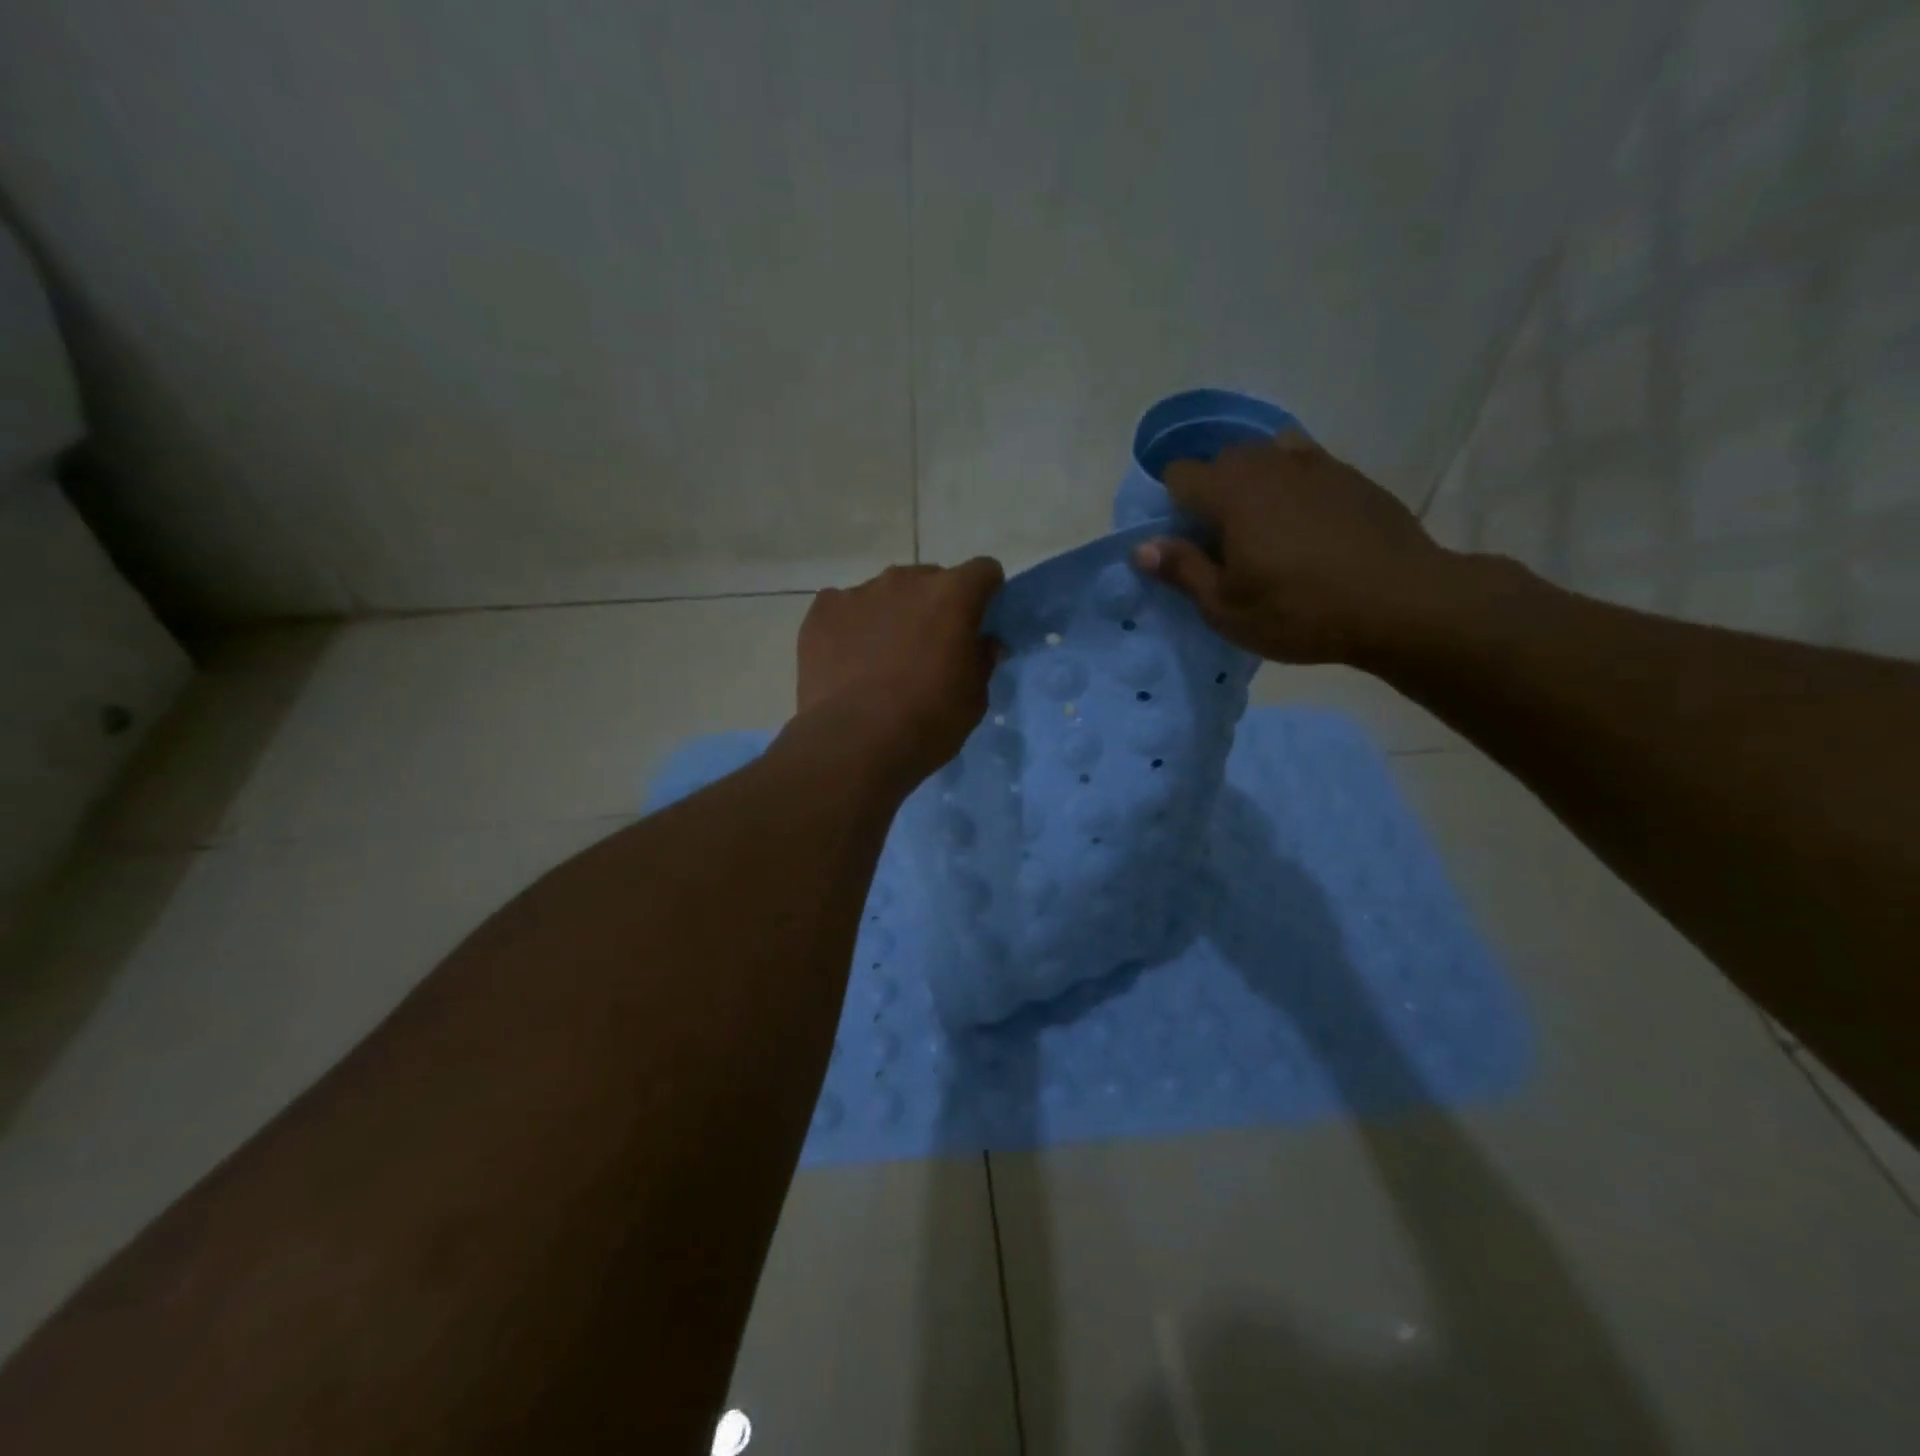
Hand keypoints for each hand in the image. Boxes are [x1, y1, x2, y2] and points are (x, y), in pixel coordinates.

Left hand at [794, 558, 1004, 785]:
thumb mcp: (974, 698)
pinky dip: (850, 627)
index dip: (985, 594)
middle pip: (930, 580)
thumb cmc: (928, 722)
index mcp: (952, 594)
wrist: (855, 743)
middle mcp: (906, 580)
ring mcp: (859, 592)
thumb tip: (983, 643)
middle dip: (934, 606)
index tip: (979, 622)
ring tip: (881, 659)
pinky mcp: (822, 611)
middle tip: (928, 648)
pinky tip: (847, 661)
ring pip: (886, 594)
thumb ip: (982, 660)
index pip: (983, 571)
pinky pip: (843, 608)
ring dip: (891, 615)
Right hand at [1133, 434, 1465, 666]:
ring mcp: (1315, 464)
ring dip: (1252, 483)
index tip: (1181, 542)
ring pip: (1266, 456)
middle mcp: (1269, 464)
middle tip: (1222, 542)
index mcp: (1230, 493)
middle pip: (1222, 460)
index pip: (1179, 474)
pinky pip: (1305, 464)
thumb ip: (1182, 570)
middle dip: (1211, 492)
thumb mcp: (1226, 608)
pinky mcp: (1350, 476)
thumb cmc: (1299, 611)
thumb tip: (1141, 546)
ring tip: (1264, 527)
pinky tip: (1305, 521)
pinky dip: (1292, 483)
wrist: (1400, 602)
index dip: (1170, 505)